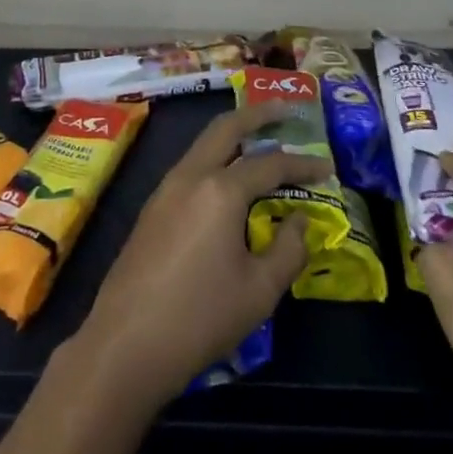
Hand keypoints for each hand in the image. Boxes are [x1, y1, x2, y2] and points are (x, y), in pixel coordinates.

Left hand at [68, 105, 327, 409]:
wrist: (126, 343)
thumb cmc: (200, 317)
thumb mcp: (259, 291)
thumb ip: (288, 249)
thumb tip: (299, 219)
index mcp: (220, 190)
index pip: (270, 164)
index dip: (302, 164)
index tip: (326, 167)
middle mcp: (190, 176)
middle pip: (226, 128)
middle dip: (257, 115)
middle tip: (285, 110)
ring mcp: (165, 189)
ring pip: (203, 144)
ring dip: (233, 135)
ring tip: (260, 140)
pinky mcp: (152, 208)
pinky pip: (190, 167)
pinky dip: (215, 159)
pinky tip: (228, 181)